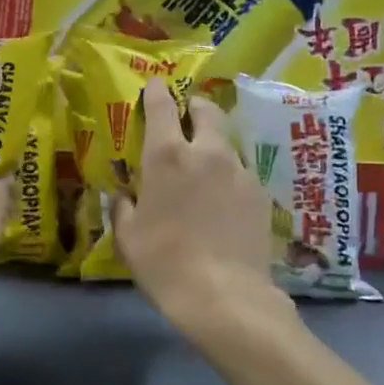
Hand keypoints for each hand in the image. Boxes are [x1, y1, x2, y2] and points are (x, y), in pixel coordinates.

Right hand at [113, 81, 283, 335]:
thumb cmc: (165, 264)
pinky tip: (223, 202)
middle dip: (195, 107)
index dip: (157, 91)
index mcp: (167, 156)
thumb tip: (124, 195)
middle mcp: (207, 152)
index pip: (162, 106)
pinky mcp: (260, 193)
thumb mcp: (128, 238)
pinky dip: (229, 176)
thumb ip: (122, 207)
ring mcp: (240, 171)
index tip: (154, 86)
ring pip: (226, 142)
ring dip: (213, 145)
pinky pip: (241, 172)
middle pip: (207, 110)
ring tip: (205, 170)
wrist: (226, 298)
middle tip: (185, 119)